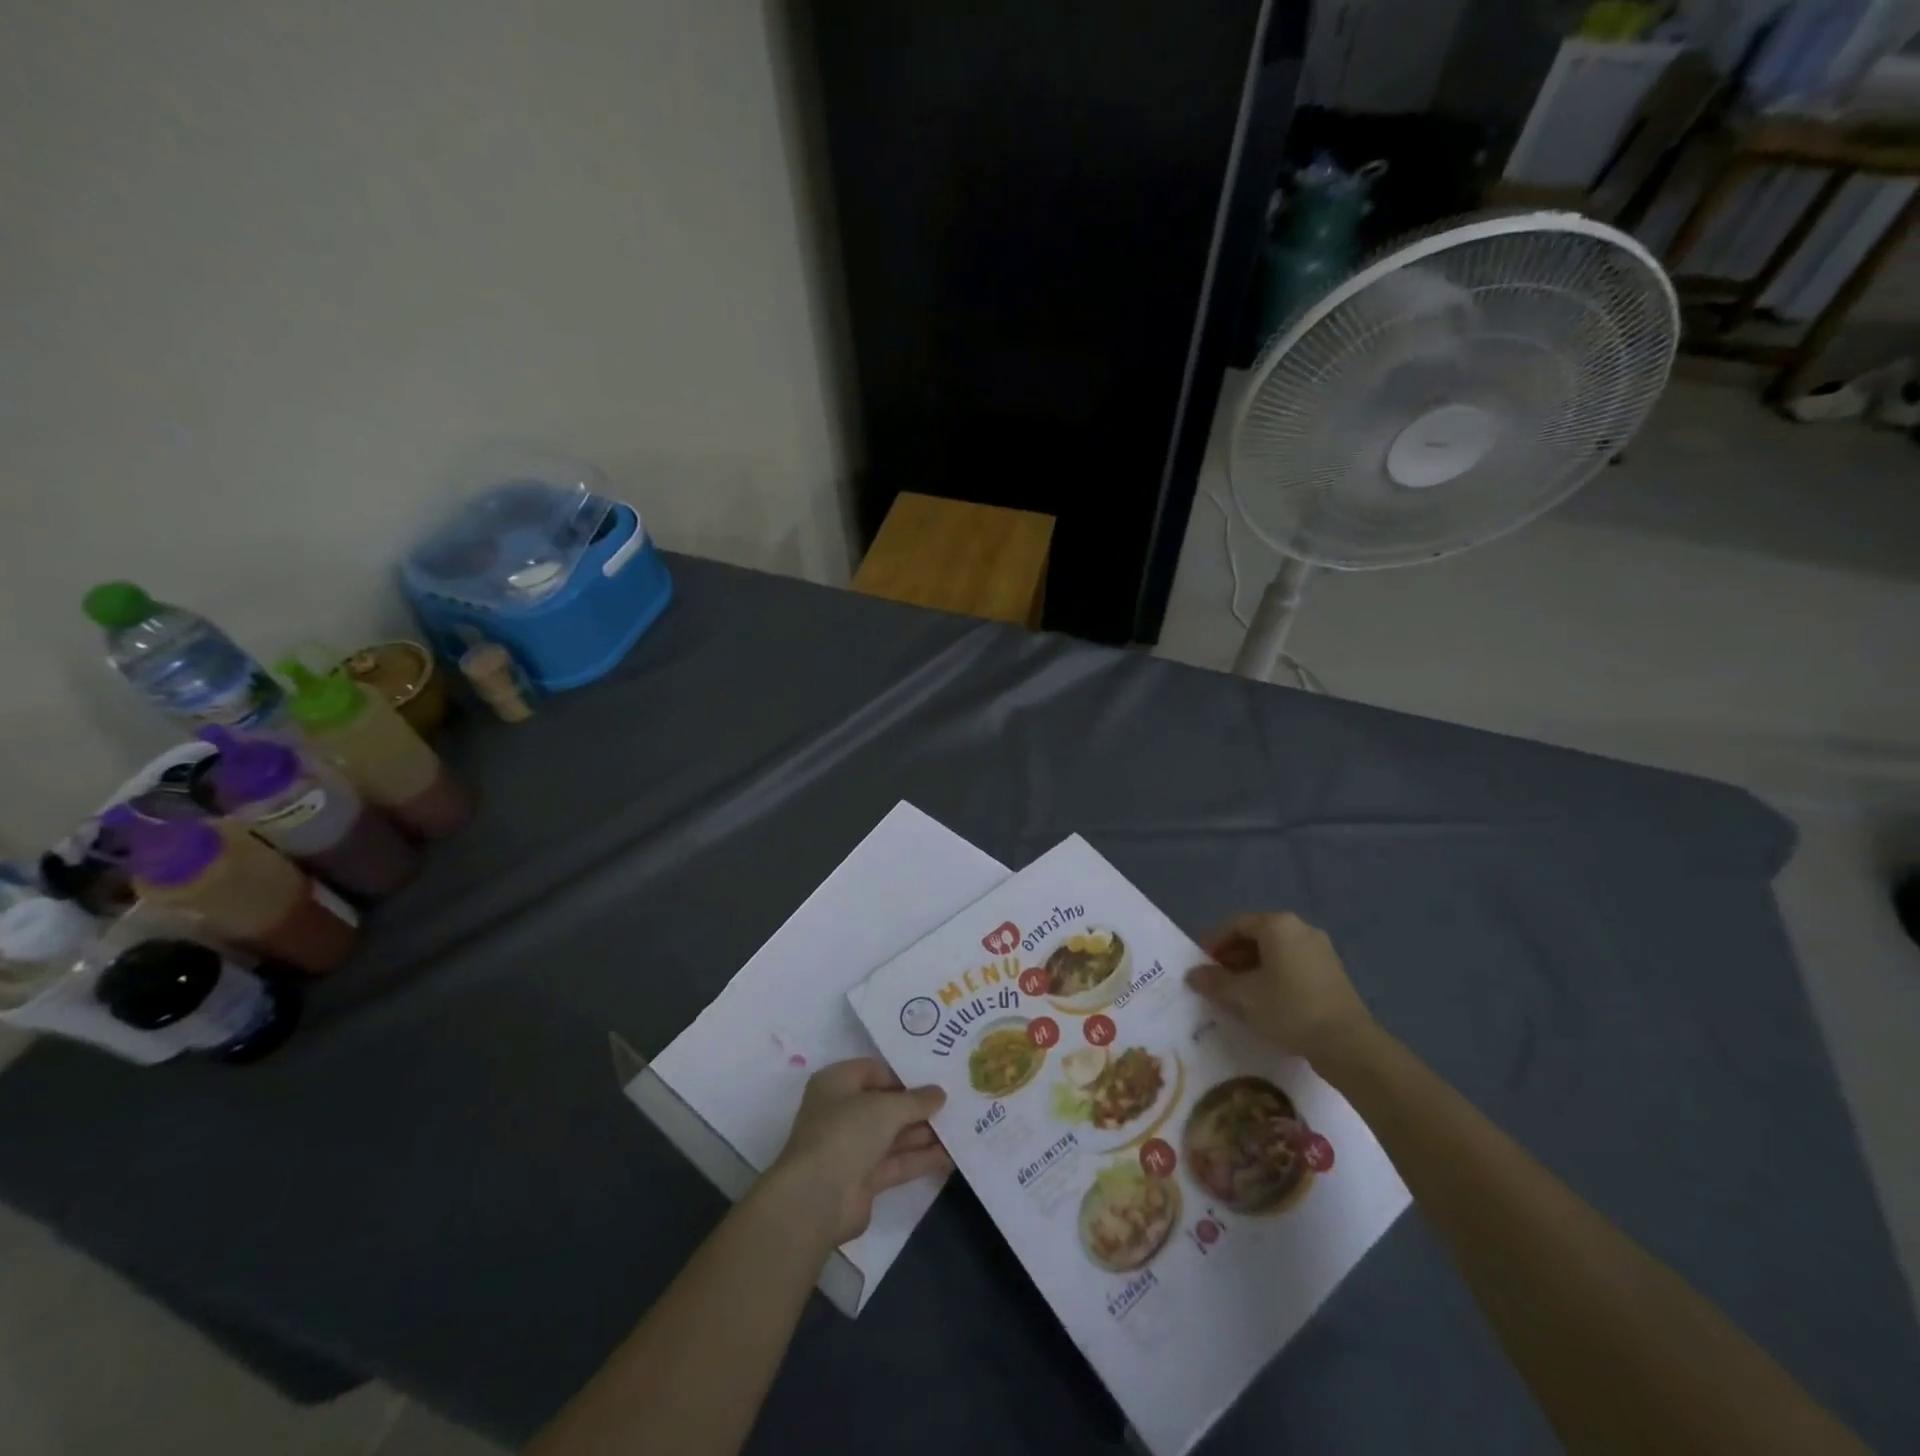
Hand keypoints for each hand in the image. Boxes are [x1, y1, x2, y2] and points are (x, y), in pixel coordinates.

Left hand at [769, 1059, 950, 1244]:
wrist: (817, 1199)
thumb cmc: (846, 1133)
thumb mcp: (886, 1107)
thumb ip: (916, 1100)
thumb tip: (940, 1093)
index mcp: (837, 1083)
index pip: (873, 1071)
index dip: (903, 1074)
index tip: (934, 1078)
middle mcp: (841, 1112)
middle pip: (885, 1104)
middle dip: (918, 1106)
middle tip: (954, 1102)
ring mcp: (852, 1148)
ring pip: (893, 1135)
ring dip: (923, 1133)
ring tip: (960, 1128)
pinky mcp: (863, 1179)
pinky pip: (896, 1163)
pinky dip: (920, 1159)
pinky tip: (950, 1157)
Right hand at [1186, 912, 1372, 1064]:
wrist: (1348, 1044)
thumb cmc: (1290, 1009)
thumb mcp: (1244, 996)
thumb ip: (1215, 981)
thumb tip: (1192, 974)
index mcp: (1278, 925)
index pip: (1235, 924)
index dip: (1213, 941)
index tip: (1199, 962)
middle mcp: (1300, 928)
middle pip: (1255, 934)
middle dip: (1231, 954)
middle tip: (1215, 977)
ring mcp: (1319, 949)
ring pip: (1274, 949)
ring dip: (1250, 965)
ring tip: (1236, 990)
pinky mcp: (1330, 970)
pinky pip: (1291, 962)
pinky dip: (1272, 973)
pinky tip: (1264, 997)